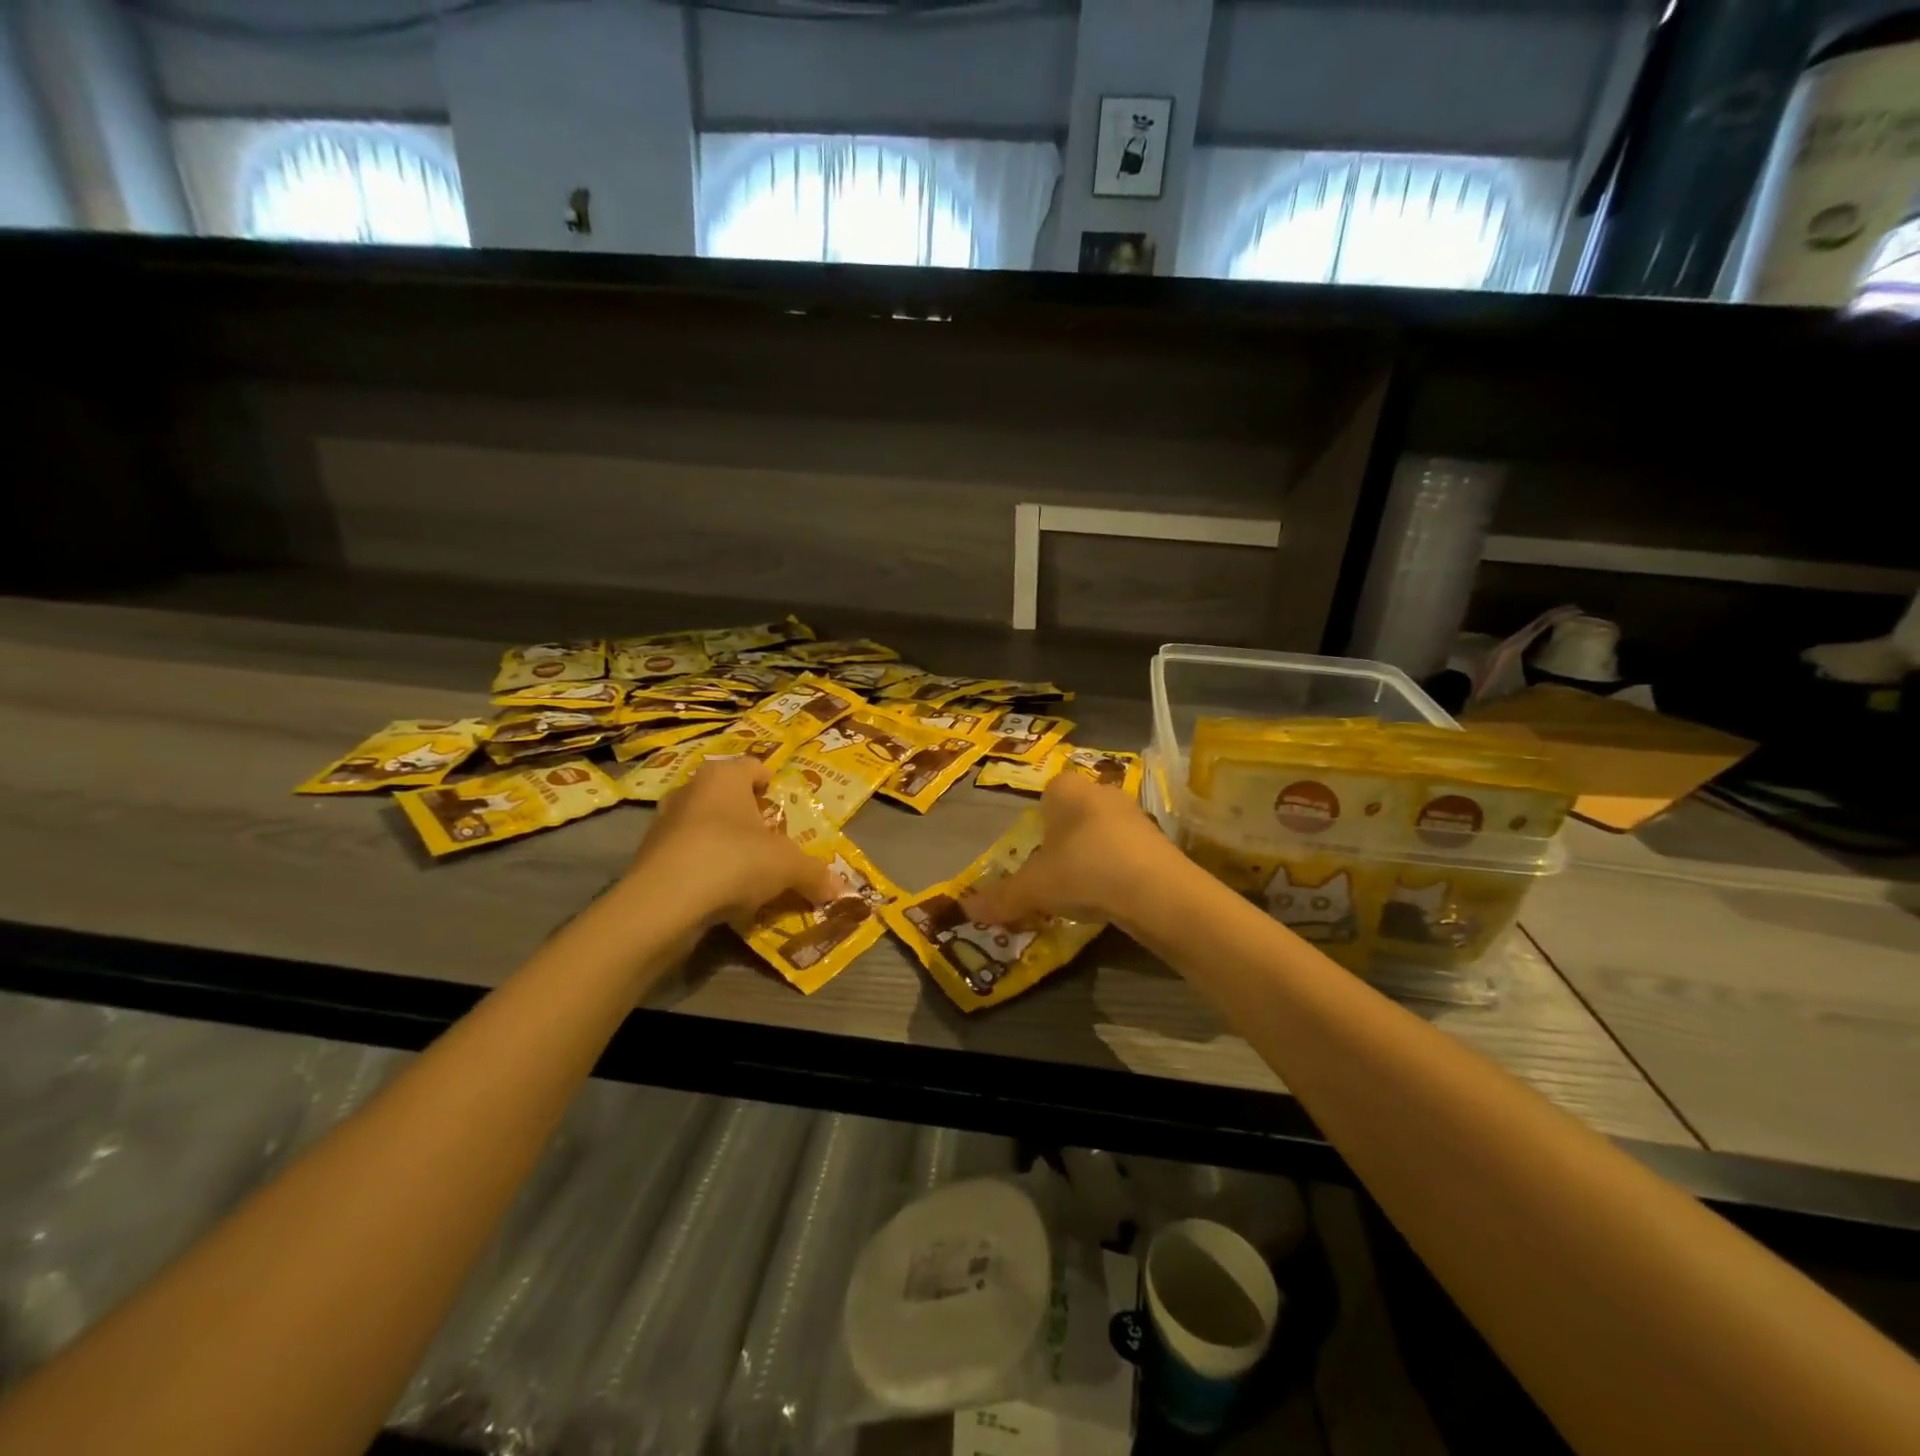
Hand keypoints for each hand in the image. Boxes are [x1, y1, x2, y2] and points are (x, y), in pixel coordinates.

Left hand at [622, 758, 840, 924]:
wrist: (663, 904)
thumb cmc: (734, 860)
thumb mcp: (789, 866)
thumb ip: (814, 874)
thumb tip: (838, 889)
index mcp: (724, 776)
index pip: (753, 766)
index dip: (771, 783)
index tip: (783, 805)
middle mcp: (690, 789)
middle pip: (727, 796)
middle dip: (748, 817)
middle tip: (771, 841)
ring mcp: (663, 822)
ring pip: (704, 826)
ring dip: (724, 844)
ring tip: (747, 871)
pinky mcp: (647, 857)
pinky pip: (687, 855)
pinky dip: (704, 868)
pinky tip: (719, 894)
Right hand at [962, 772, 1175, 927]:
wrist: (1157, 891)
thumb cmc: (1084, 871)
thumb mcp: (1034, 888)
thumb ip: (1001, 897)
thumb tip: (966, 911)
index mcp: (1067, 789)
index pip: (1045, 796)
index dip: (1036, 826)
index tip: (1033, 855)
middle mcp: (1101, 791)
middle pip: (1073, 816)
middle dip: (1062, 843)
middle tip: (1052, 876)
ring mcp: (1134, 814)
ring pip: (1100, 833)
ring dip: (1089, 857)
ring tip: (1081, 892)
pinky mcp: (1158, 840)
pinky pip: (1124, 852)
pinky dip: (1115, 870)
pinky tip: (1110, 897)